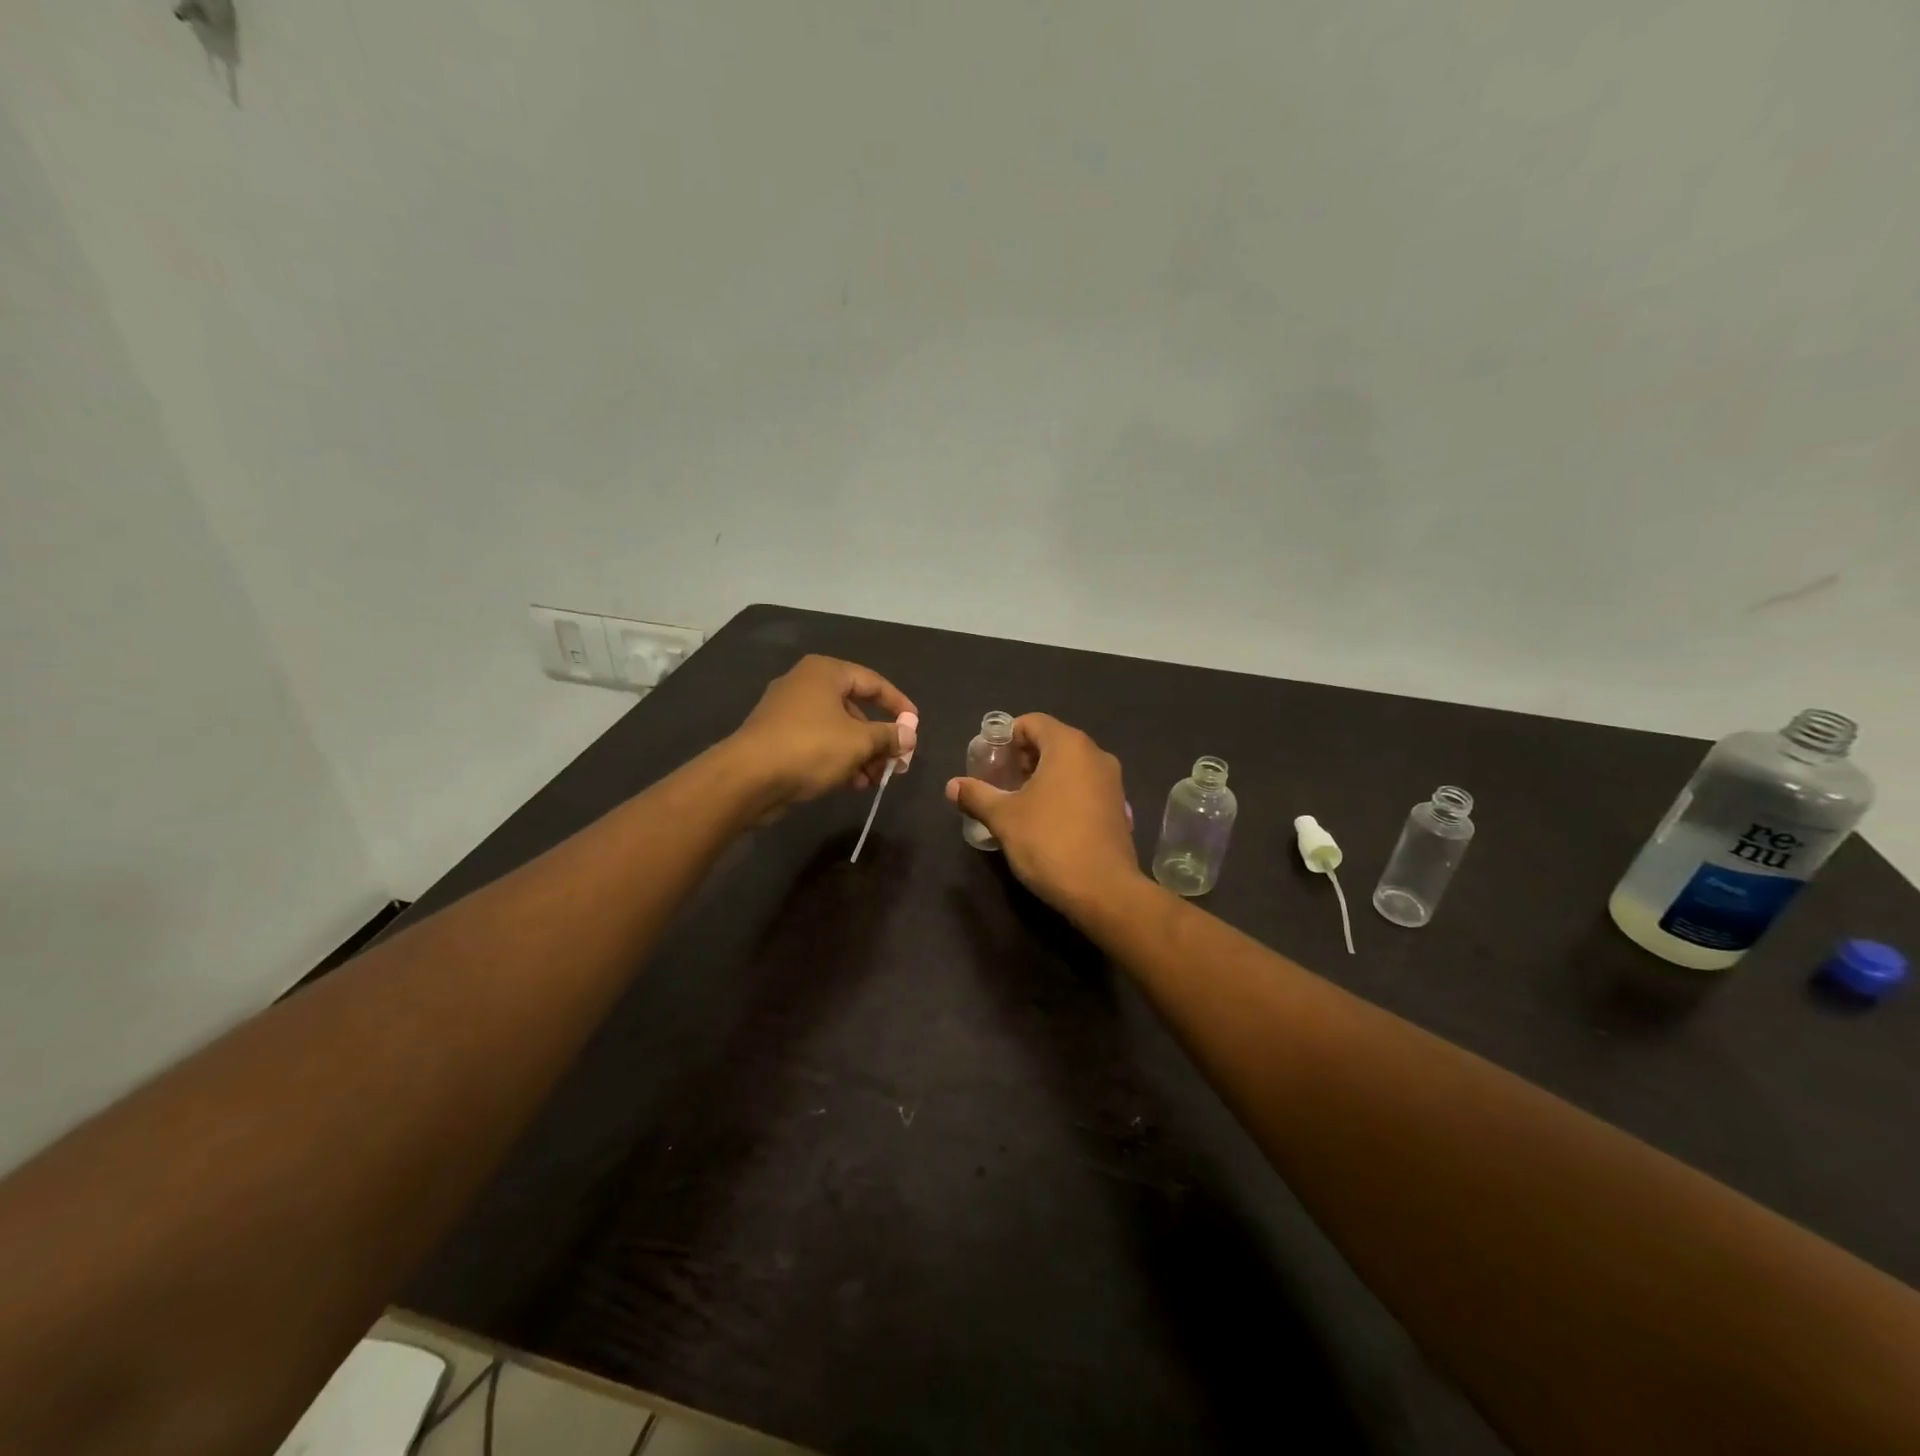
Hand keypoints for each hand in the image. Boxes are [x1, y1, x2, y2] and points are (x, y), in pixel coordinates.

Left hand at [729, 655, 917, 807]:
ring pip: (836, 729)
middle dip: (878, 738)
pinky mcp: (777, 738)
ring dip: (860, 754)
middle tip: (896, 763)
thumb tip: (909, 735)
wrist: (748, 778)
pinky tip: (850, 784)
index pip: (873, 682)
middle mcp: (804, 684)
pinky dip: (837, 759)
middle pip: (854, 708)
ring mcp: (787, 711)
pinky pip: (818, 743)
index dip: (898, 704)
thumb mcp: (859, 742)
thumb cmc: (810, 747)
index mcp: (825, 672)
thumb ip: (889, 736)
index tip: (915, 726)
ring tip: (873, 780)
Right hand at [946, 714, 1141, 912]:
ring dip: (1043, 776)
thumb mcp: (1004, 818)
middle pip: (1052, 742)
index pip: (1032, 722)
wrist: (1103, 890)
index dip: (1006, 737)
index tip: (989, 761)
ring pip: (1070, 766)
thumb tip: (952, 785)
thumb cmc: (1049, 842)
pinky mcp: (1118, 808)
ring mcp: (1112, 782)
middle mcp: (1095, 755)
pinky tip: (1046, 820)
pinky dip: (1063, 793)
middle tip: (999, 781)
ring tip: (1018, 802)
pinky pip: (1085, 787)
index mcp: (1069, 746)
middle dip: (1023, 758)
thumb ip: (976, 795)